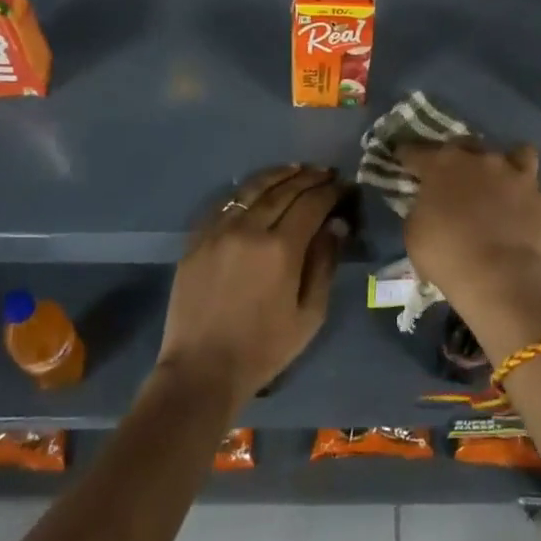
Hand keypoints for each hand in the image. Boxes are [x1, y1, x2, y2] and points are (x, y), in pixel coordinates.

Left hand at [156, 165, 349, 406]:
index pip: (311, 203)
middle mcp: (249, 229)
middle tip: (326, 173)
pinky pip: (225, 204)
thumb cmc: (264, 348)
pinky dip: (246, 192)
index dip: (331, 191)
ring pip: (251, 189)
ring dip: (278, 176)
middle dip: (309, 178)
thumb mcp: (309, 314)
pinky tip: (258, 190)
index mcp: (281, 248)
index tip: (344, 187)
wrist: (201, 370)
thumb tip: (336, 226)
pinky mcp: (197, 240)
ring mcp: (218, 231)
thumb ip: (325, 264)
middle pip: (283, 190)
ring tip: (297, 170)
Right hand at [400, 142, 540, 358]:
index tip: (403, 160)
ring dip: (509, 167)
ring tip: (504, 185)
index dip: (408, 156)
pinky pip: (538, 196)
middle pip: (468, 146)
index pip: (417, 151)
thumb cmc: (446, 255)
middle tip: (456, 177)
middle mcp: (483, 160)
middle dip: (460, 156)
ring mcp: (519, 177)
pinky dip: (531, 205)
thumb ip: (421, 207)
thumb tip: (429, 202)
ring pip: (519, 155)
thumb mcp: (414, 232)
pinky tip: (526, 220)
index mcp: (443, 164)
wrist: (500, 279)